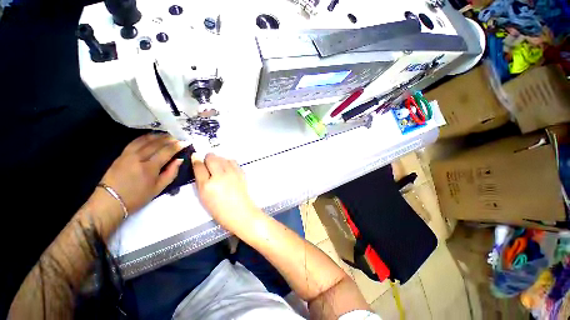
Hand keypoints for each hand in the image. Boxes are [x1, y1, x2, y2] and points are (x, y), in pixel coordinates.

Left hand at [99, 133, 183, 212]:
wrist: (110, 201)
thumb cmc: (137, 197)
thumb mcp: (158, 189)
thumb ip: (171, 173)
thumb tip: (180, 160)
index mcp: (150, 168)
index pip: (166, 151)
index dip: (177, 146)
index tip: (185, 142)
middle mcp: (139, 158)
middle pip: (156, 143)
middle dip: (169, 139)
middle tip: (178, 138)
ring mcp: (128, 154)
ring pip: (145, 140)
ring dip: (157, 136)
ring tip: (167, 135)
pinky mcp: (121, 154)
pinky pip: (135, 141)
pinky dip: (145, 137)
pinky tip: (151, 137)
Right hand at [192, 153, 259, 231]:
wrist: (240, 212)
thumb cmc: (219, 209)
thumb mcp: (203, 197)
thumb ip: (200, 180)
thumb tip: (198, 164)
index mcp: (208, 185)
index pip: (199, 166)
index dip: (196, 162)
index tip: (196, 161)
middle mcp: (221, 176)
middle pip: (211, 157)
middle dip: (207, 159)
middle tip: (208, 166)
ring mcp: (233, 173)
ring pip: (222, 157)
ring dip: (218, 160)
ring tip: (219, 169)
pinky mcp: (241, 172)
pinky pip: (232, 161)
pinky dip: (228, 163)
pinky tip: (227, 171)